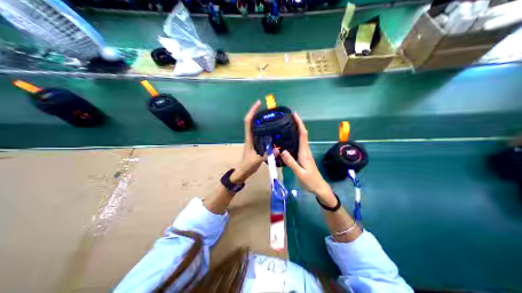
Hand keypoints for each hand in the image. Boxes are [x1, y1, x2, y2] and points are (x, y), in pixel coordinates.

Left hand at [231, 101, 264, 182]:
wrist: (242, 172)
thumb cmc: (247, 166)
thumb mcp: (257, 160)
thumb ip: (266, 155)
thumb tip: (277, 150)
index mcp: (249, 138)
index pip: (248, 121)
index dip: (252, 111)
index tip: (258, 103)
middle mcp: (250, 137)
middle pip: (252, 121)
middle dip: (257, 112)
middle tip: (267, 108)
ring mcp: (252, 140)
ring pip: (255, 127)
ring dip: (260, 120)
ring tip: (270, 116)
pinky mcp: (256, 144)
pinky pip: (260, 133)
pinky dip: (264, 128)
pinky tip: (272, 129)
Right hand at [279, 114, 335, 204]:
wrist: (319, 187)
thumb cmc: (310, 181)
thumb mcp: (299, 173)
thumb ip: (291, 162)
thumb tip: (282, 150)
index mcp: (305, 153)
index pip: (303, 135)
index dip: (299, 124)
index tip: (294, 115)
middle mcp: (306, 151)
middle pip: (302, 134)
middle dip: (297, 124)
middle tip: (287, 117)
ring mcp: (305, 154)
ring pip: (301, 139)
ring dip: (296, 130)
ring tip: (286, 125)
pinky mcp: (304, 157)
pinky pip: (299, 144)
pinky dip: (295, 138)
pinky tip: (288, 140)